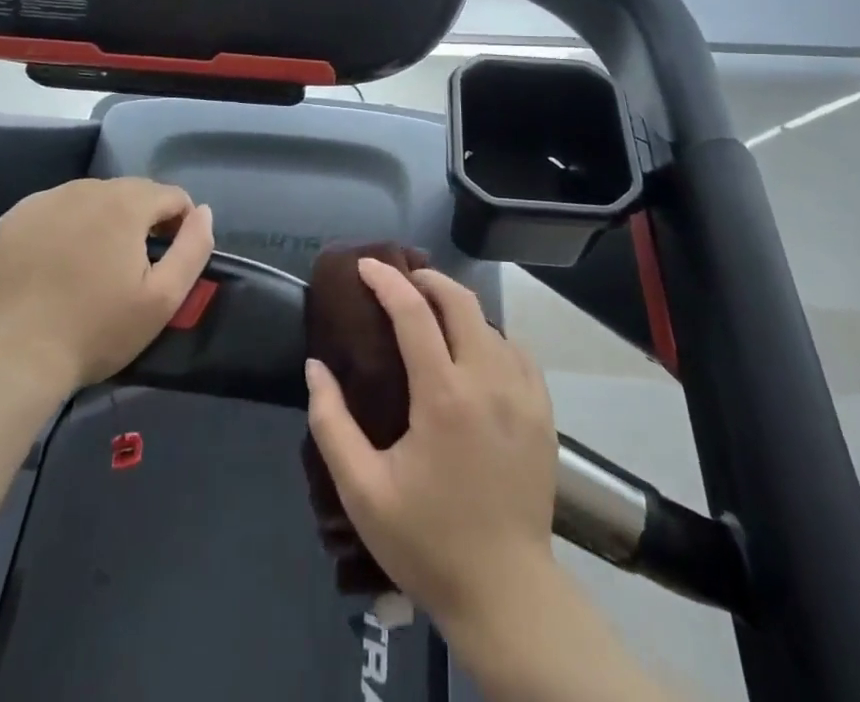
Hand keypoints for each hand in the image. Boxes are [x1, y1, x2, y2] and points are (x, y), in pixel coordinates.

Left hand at [0, 177, 214, 392]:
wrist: (17, 359)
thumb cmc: (98, 330)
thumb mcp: (164, 298)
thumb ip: (194, 247)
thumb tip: (203, 211)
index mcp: (126, 203)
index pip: (171, 195)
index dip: (179, 224)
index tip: (167, 258)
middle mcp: (87, 188)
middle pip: (132, 192)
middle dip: (141, 219)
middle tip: (131, 264)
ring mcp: (46, 199)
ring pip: (93, 196)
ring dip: (104, 218)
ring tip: (95, 261)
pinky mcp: (17, 216)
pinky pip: (57, 206)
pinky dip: (67, 222)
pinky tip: (60, 257)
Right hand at [305, 259, 558, 630]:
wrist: (505, 593)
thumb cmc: (427, 541)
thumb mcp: (362, 490)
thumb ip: (332, 423)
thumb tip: (316, 367)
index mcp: (443, 394)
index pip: (413, 312)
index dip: (386, 281)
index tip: (366, 266)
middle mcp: (488, 380)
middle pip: (460, 301)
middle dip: (427, 280)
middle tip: (401, 282)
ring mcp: (522, 394)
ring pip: (490, 324)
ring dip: (458, 309)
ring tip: (433, 317)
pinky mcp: (543, 412)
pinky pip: (516, 352)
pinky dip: (490, 337)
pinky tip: (476, 354)